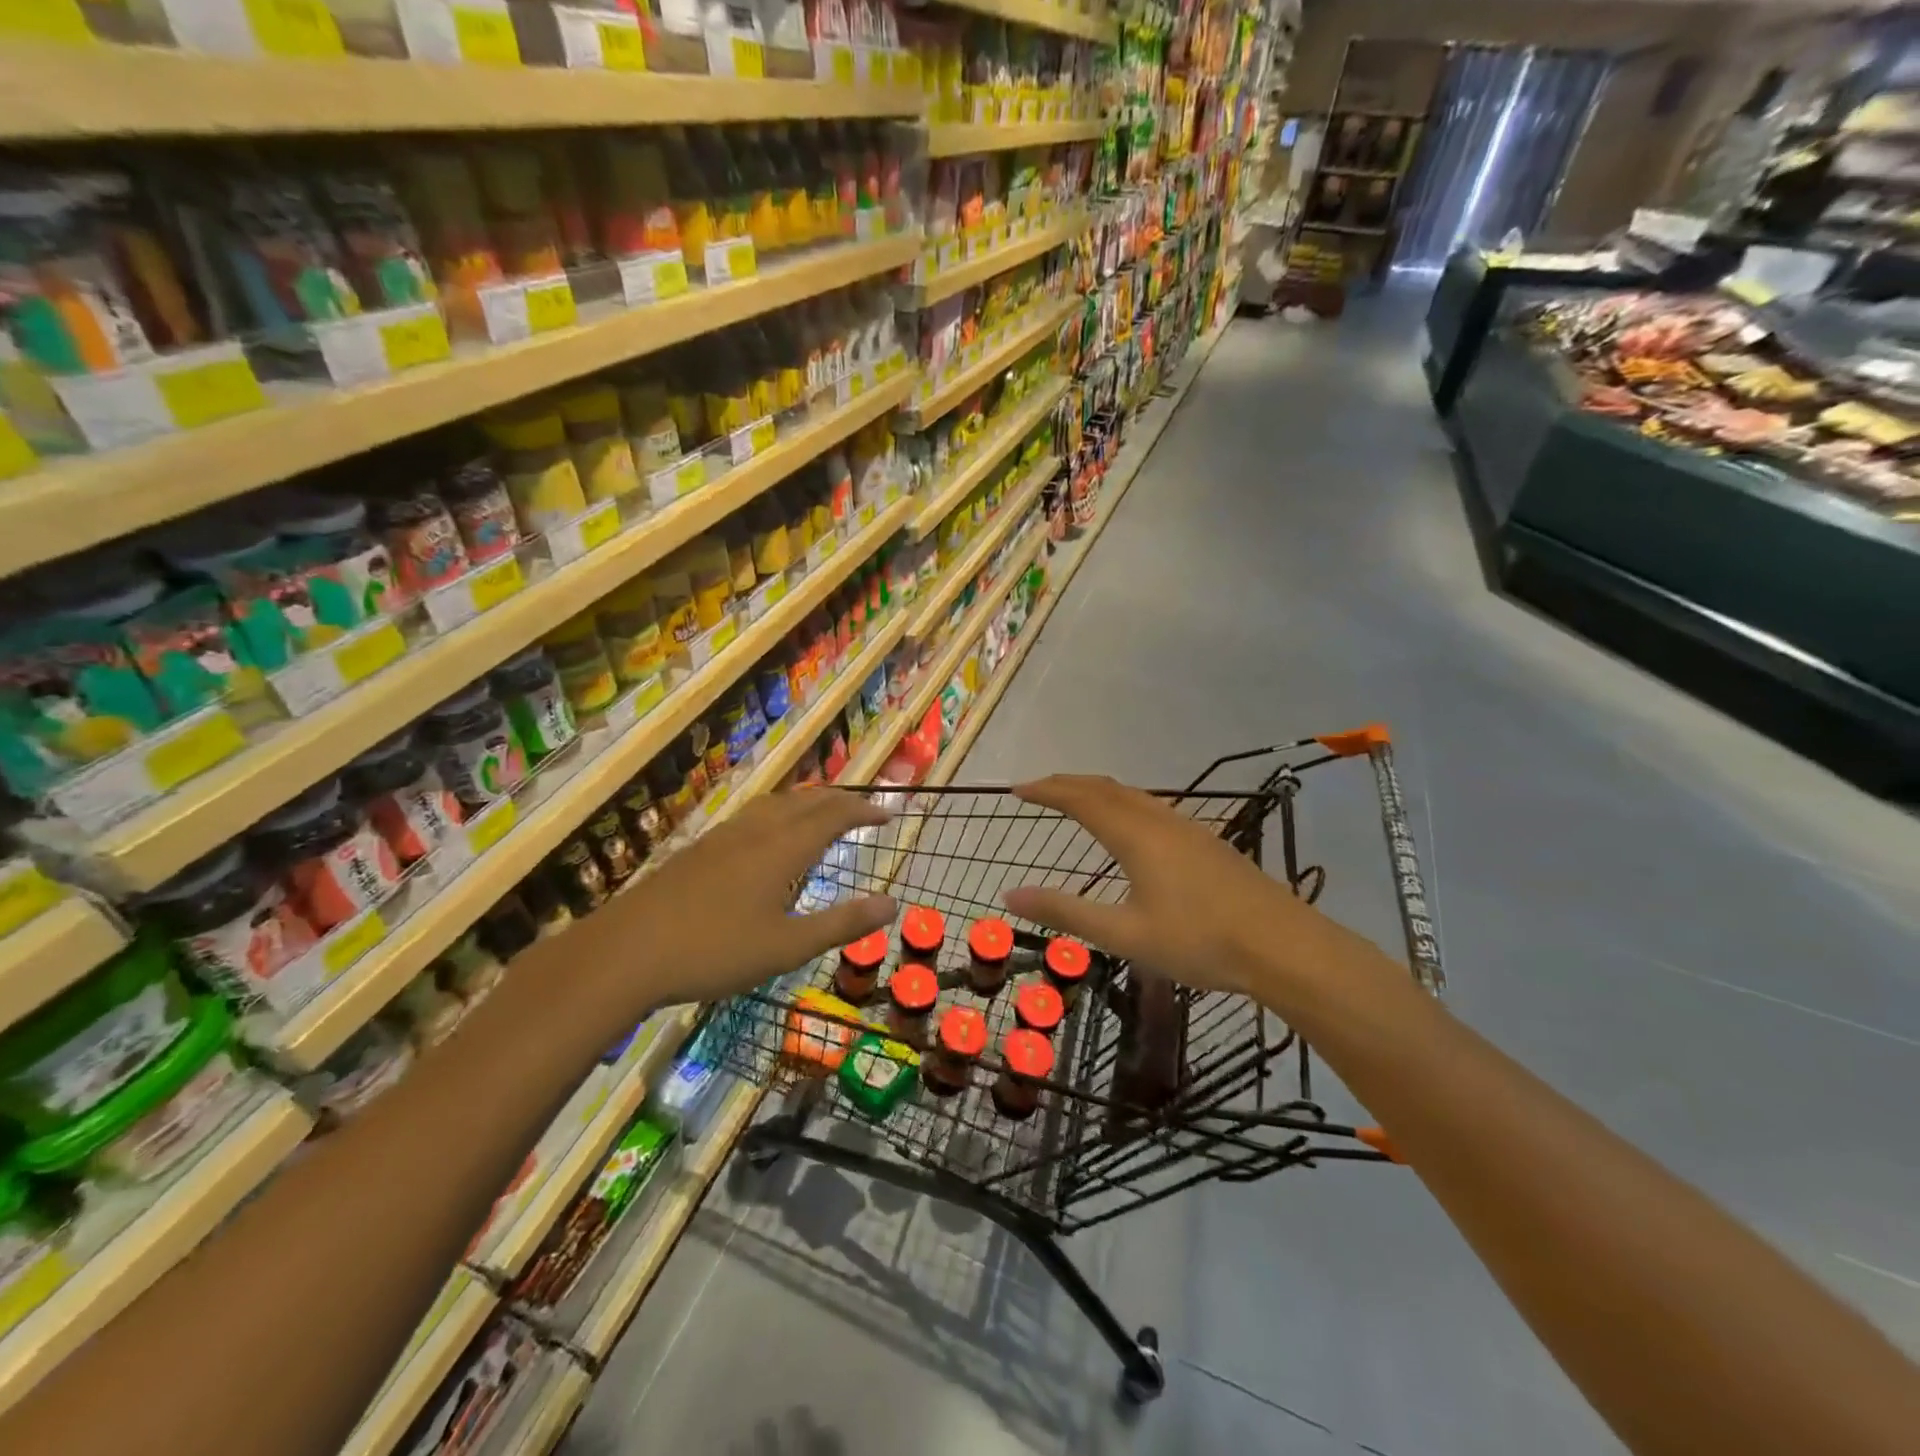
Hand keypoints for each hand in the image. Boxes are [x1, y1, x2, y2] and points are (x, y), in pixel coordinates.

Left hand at [602, 788, 896, 1010]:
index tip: (890, 813)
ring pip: (775, 804)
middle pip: (806, 801)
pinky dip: (778, 813)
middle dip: (839, 801)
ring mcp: (722, 837)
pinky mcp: (698, 849)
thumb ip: (841, 924)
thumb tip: (892, 904)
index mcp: (782, 849)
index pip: (833, 815)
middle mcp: (756, 831)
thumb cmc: (714, 951)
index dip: (864, 809)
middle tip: (862, 810)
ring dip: (806, 802)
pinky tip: (766, 837)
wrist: (625, 953)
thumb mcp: (786, 947)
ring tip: (820, 814)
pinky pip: (751, 815)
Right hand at [1000, 775, 1382, 1006]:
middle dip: (1068, 784)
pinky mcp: (1207, 842)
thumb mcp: (1124, 933)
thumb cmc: (1199, 941)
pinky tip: (1129, 827)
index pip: (1080, 799)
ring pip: (1133, 795)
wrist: (1284, 947)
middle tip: (1038, 789)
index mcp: (1135, 836)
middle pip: (1106, 788)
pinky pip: (1152, 807)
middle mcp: (1159, 820)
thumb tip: (1010, 894)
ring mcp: (1188, 828)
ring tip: (1076, 800)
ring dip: (1098, 791)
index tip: (1016, 789)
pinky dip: (1123, 803)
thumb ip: (1066, 911)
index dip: (1047, 791)